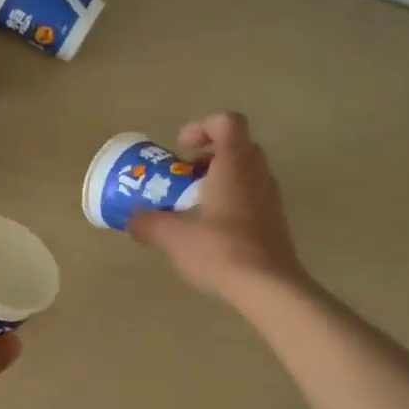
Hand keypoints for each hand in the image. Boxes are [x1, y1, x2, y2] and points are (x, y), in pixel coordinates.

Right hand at [127, 112, 305, 302]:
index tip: (181, 150)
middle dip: (208, 156)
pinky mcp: (276, 221)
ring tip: (195, 207)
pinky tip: (213, 231)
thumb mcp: (174, 237)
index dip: (202, 127)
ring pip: (247, 172)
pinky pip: (253, 197)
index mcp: (235, 164)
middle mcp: (257, 173)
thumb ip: (149, 223)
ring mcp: (271, 197)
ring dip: (220, 180)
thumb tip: (132, 219)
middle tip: (185, 177)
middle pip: (237, 146)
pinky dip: (232, 202)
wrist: (269, 287)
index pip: (227, 121)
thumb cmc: (221, 250)